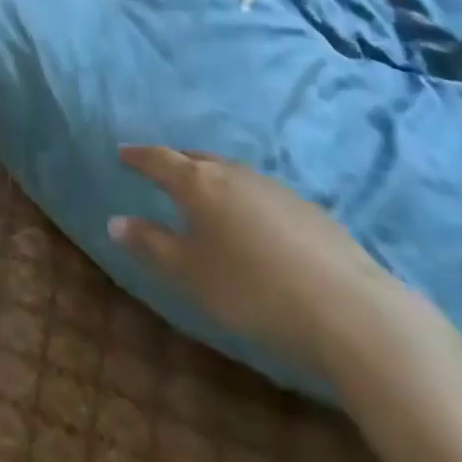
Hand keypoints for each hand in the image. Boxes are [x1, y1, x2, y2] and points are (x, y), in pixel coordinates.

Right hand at [110, 146, 410, 377]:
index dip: (138, 156)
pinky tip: (250, 221)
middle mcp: (233, 174)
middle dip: (174, 162)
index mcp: (199, 184)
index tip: (122, 152)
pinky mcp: (306, 208)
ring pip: (230, 172)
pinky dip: (241, 196)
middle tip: (160, 169)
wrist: (347, 308)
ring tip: (202, 192)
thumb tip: (114, 221)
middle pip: (196, 159)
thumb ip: (151, 244)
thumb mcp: (191, 274)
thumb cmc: (252, 289)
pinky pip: (258, 191)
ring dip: (210, 177)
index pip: (159, 160)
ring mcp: (273, 187)